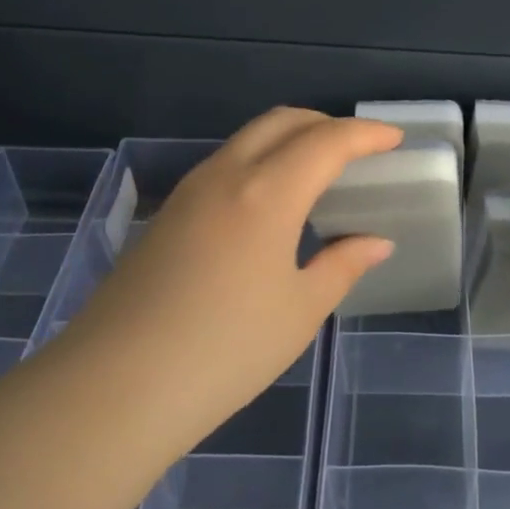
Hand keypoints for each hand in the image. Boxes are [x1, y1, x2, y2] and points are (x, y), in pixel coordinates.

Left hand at [66, 108, 401, 446]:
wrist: (115, 387)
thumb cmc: (224, 350)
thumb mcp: (300, 311)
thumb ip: (343, 265)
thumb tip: (376, 242)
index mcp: (267, 192)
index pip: (327, 141)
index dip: (366, 135)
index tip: (394, 139)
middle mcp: (226, 175)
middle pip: (282, 121)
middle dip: (326, 124)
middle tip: (359, 149)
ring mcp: (189, 191)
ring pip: (248, 139)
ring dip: (290, 140)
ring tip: (319, 173)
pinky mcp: (167, 214)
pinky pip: (225, 165)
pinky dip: (261, 162)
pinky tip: (272, 203)